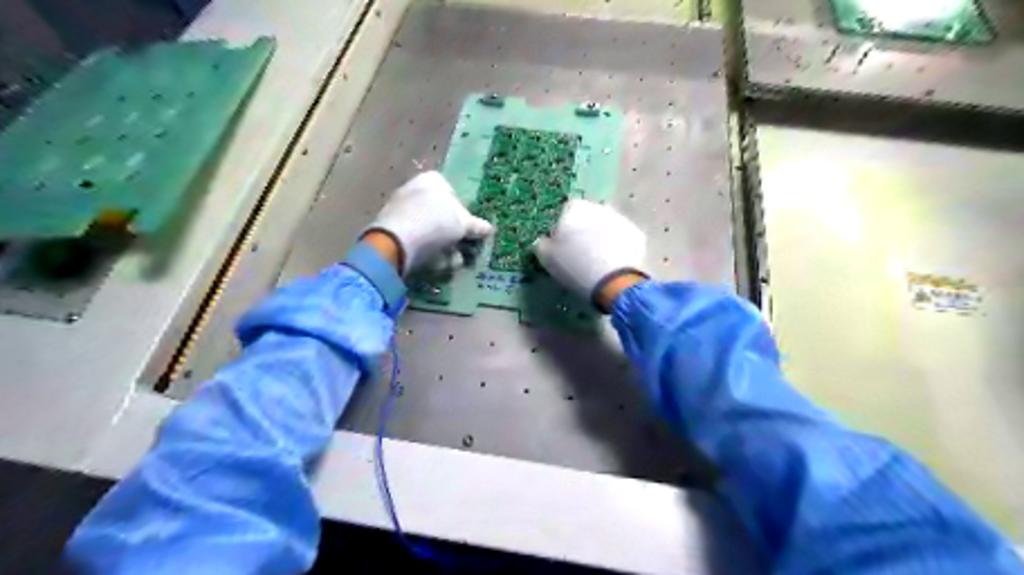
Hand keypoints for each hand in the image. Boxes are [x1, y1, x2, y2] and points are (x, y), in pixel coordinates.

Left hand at [369, 171, 496, 275]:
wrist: (398, 240)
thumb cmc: (436, 223)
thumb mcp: (464, 224)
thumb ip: (476, 226)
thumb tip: (489, 228)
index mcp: (432, 179)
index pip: (453, 193)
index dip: (463, 213)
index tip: (468, 230)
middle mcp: (414, 188)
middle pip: (439, 211)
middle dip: (451, 230)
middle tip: (461, 246)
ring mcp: (399, 207)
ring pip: (427, 226)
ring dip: (441, 243)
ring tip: (451, 259)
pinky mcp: (389, 226)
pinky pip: (414, 237)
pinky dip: (425, 248)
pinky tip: (434, 262)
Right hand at [532, 200, 640, 311]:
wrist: (612, 281)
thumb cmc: (574, 266)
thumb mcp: (546, 258)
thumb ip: (542, 245)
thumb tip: (543, 241)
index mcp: (575, 208)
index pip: (565, 212)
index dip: (562, 229)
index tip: (561, 247)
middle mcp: (599, 207)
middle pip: (588, 218)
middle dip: (584, 231)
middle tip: (579, 255)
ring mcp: (621, 220)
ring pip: (607, 227)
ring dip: (602, 238)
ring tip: (597, 262)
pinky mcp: (637, 235)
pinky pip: (622, 240)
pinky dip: (618, 248)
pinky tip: (613, 265)